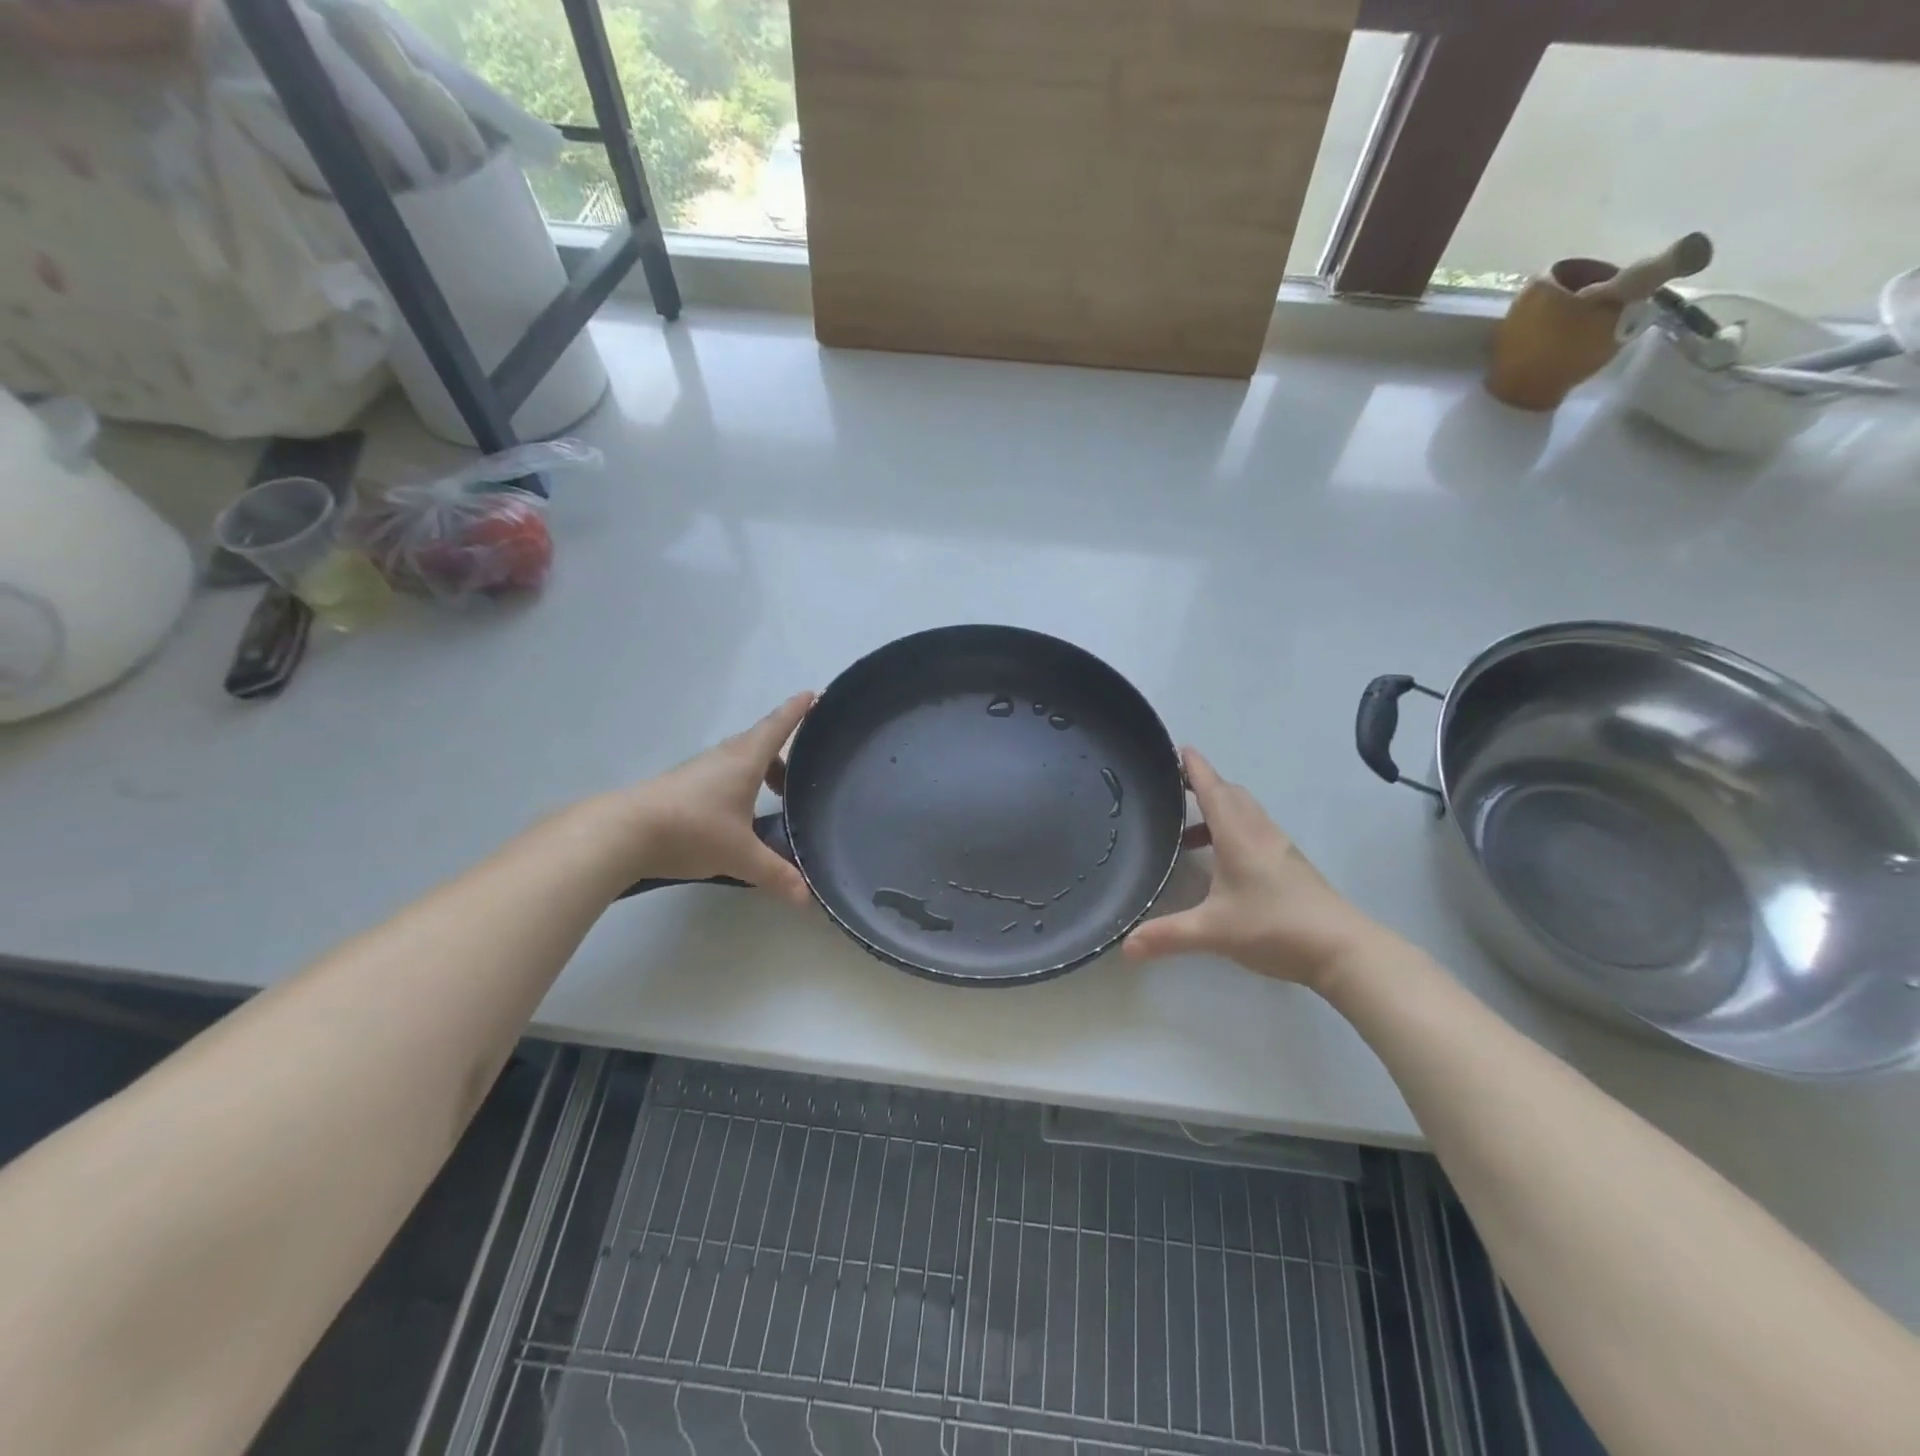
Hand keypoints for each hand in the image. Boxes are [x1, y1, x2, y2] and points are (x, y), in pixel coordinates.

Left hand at [613, 693, 815, 906]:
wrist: (624, 832)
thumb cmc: (692, 830)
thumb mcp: (741, 856)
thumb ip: (776, 873)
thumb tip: (807, 898)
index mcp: (746, 760)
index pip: (778, 726)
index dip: (797, 710)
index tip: (814, 695)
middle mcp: (724, 757)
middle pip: (761, 743)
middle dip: (785, 752)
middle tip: (804, 769)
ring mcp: (700, 770)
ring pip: (740, 760)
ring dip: (761, 770)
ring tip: (775, 797)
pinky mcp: (683, 786)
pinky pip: (723, 774)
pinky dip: (740, 783)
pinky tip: (739, 814)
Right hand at [1122, 748, 1382, 987]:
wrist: (1343, 949)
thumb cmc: (1275, 927)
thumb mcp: (1213, 931)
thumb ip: (1167, 935)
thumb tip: (1123, 946)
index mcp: (1238, 835)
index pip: (1212, 788)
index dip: (1193, 768)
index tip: (1176, 748)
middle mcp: (1259, 832)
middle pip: (1230, 794)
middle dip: (1203, 785)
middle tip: (1173, 790)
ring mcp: (1279, 848)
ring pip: (1245, 812)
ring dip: (1218, 811)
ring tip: (1188, 834)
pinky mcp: (1291, 865)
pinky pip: (1255, 831)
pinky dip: (1232, 831)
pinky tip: (1221, 863)